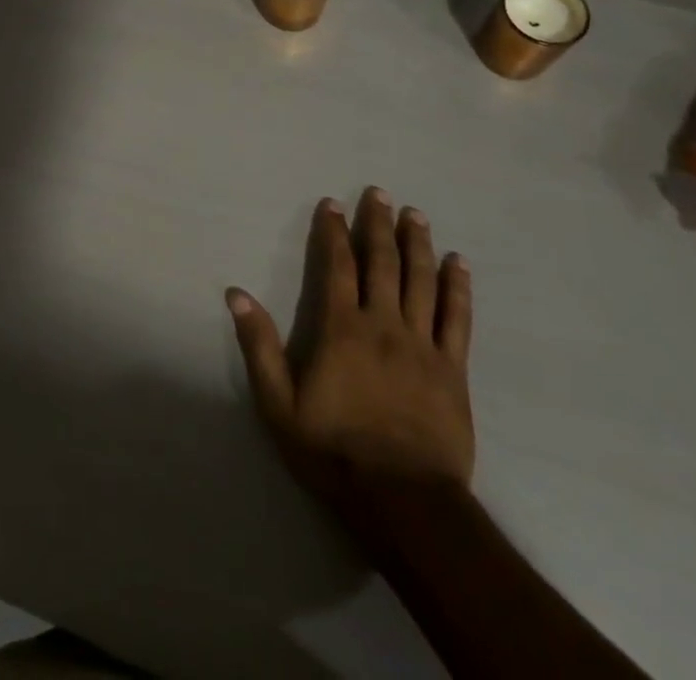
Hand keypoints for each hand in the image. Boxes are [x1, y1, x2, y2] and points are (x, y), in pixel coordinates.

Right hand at [228, 189, 474, 516]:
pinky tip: (459, 263)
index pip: (336, 265)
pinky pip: (458, 319)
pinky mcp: (453, 369)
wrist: (404, 502)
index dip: (333, 231)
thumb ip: (259, 346)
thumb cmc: (334, 451)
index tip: (333, 203)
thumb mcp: (279, 404)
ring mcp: (423, 345)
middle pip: (382, 263)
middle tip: (380, 193)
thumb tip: (236, 293)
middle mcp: (383, 324)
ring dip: (418, 244)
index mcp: (341, 328)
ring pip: (422, 281)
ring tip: (416, 214)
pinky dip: (458, 288)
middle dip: (379, 224)